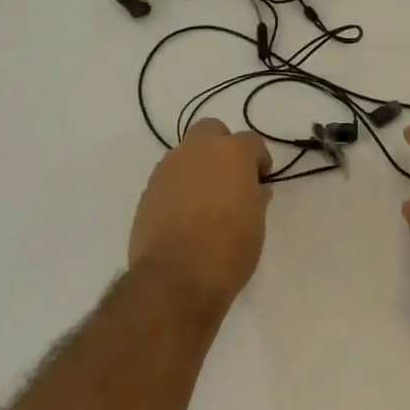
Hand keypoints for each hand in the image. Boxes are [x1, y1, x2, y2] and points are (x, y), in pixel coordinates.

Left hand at [129, 118, 272, 310]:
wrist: (175, 278)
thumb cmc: (228, 250)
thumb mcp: (256, 225)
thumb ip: (255, 199)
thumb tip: (256, 189)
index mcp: (231, 154)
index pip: (251, 141)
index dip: (259, 160)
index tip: (261, 181)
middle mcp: (197, 151)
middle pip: (211, 131)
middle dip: (223, 147)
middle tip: (231, 178)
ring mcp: (168, 169)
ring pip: (187, 153)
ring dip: (199, 166)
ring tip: (207, 199)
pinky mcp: (148, 190)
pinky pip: (169, 177)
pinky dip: (180, 186)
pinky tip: (186, 214)